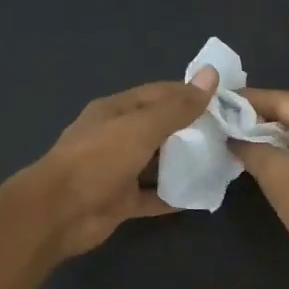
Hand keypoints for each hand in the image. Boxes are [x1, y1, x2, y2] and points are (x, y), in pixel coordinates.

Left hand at [19, 69, 218, 258]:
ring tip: (221, 163)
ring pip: (156, 163)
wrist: (59, 213)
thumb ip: (177, 107)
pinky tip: (201, 195)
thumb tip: (211, 75)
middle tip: (228, 133)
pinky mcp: (120, 202)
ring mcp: (117, 171)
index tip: (223, 100)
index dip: (189, 94)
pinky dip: (173, 196)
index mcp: (116, 111)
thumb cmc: (98, 160)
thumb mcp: (141, 128)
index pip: (158, 94)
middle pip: (159, 128)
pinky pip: (152, 196)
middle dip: (191, 130)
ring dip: (184, 163)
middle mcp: (116, 137)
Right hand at [233, 88, 288, 288]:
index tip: (221, 103)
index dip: (252, 100)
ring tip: (238, 139)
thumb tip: (233, 137)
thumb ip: (252, 149)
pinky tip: (263, 160)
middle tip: (226, 120)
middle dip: (261, 116)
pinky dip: (285, 152)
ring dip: (272, 135)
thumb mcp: (278, 175)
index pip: (286, 99)